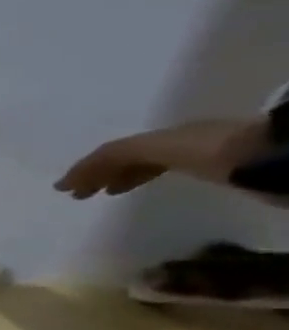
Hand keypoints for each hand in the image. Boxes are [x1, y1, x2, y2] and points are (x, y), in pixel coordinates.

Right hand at [55, 119, 263, 198]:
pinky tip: (141, 189)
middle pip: (132, 155)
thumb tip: (68, 177)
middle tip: (78, 194)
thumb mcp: (159, 148)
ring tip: (105, 193)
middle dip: (101, 172)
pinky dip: (145, 179)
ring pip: (150, 164)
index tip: (62, 188)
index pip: (115, 150)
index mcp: (163, 135)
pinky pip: (168, 172)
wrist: (280, 155)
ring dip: (122, 177)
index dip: (86, 168)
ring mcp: (202, 154)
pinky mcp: (220, 170)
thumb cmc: (214, 150)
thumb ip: (115, 156)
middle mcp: (178, 140)